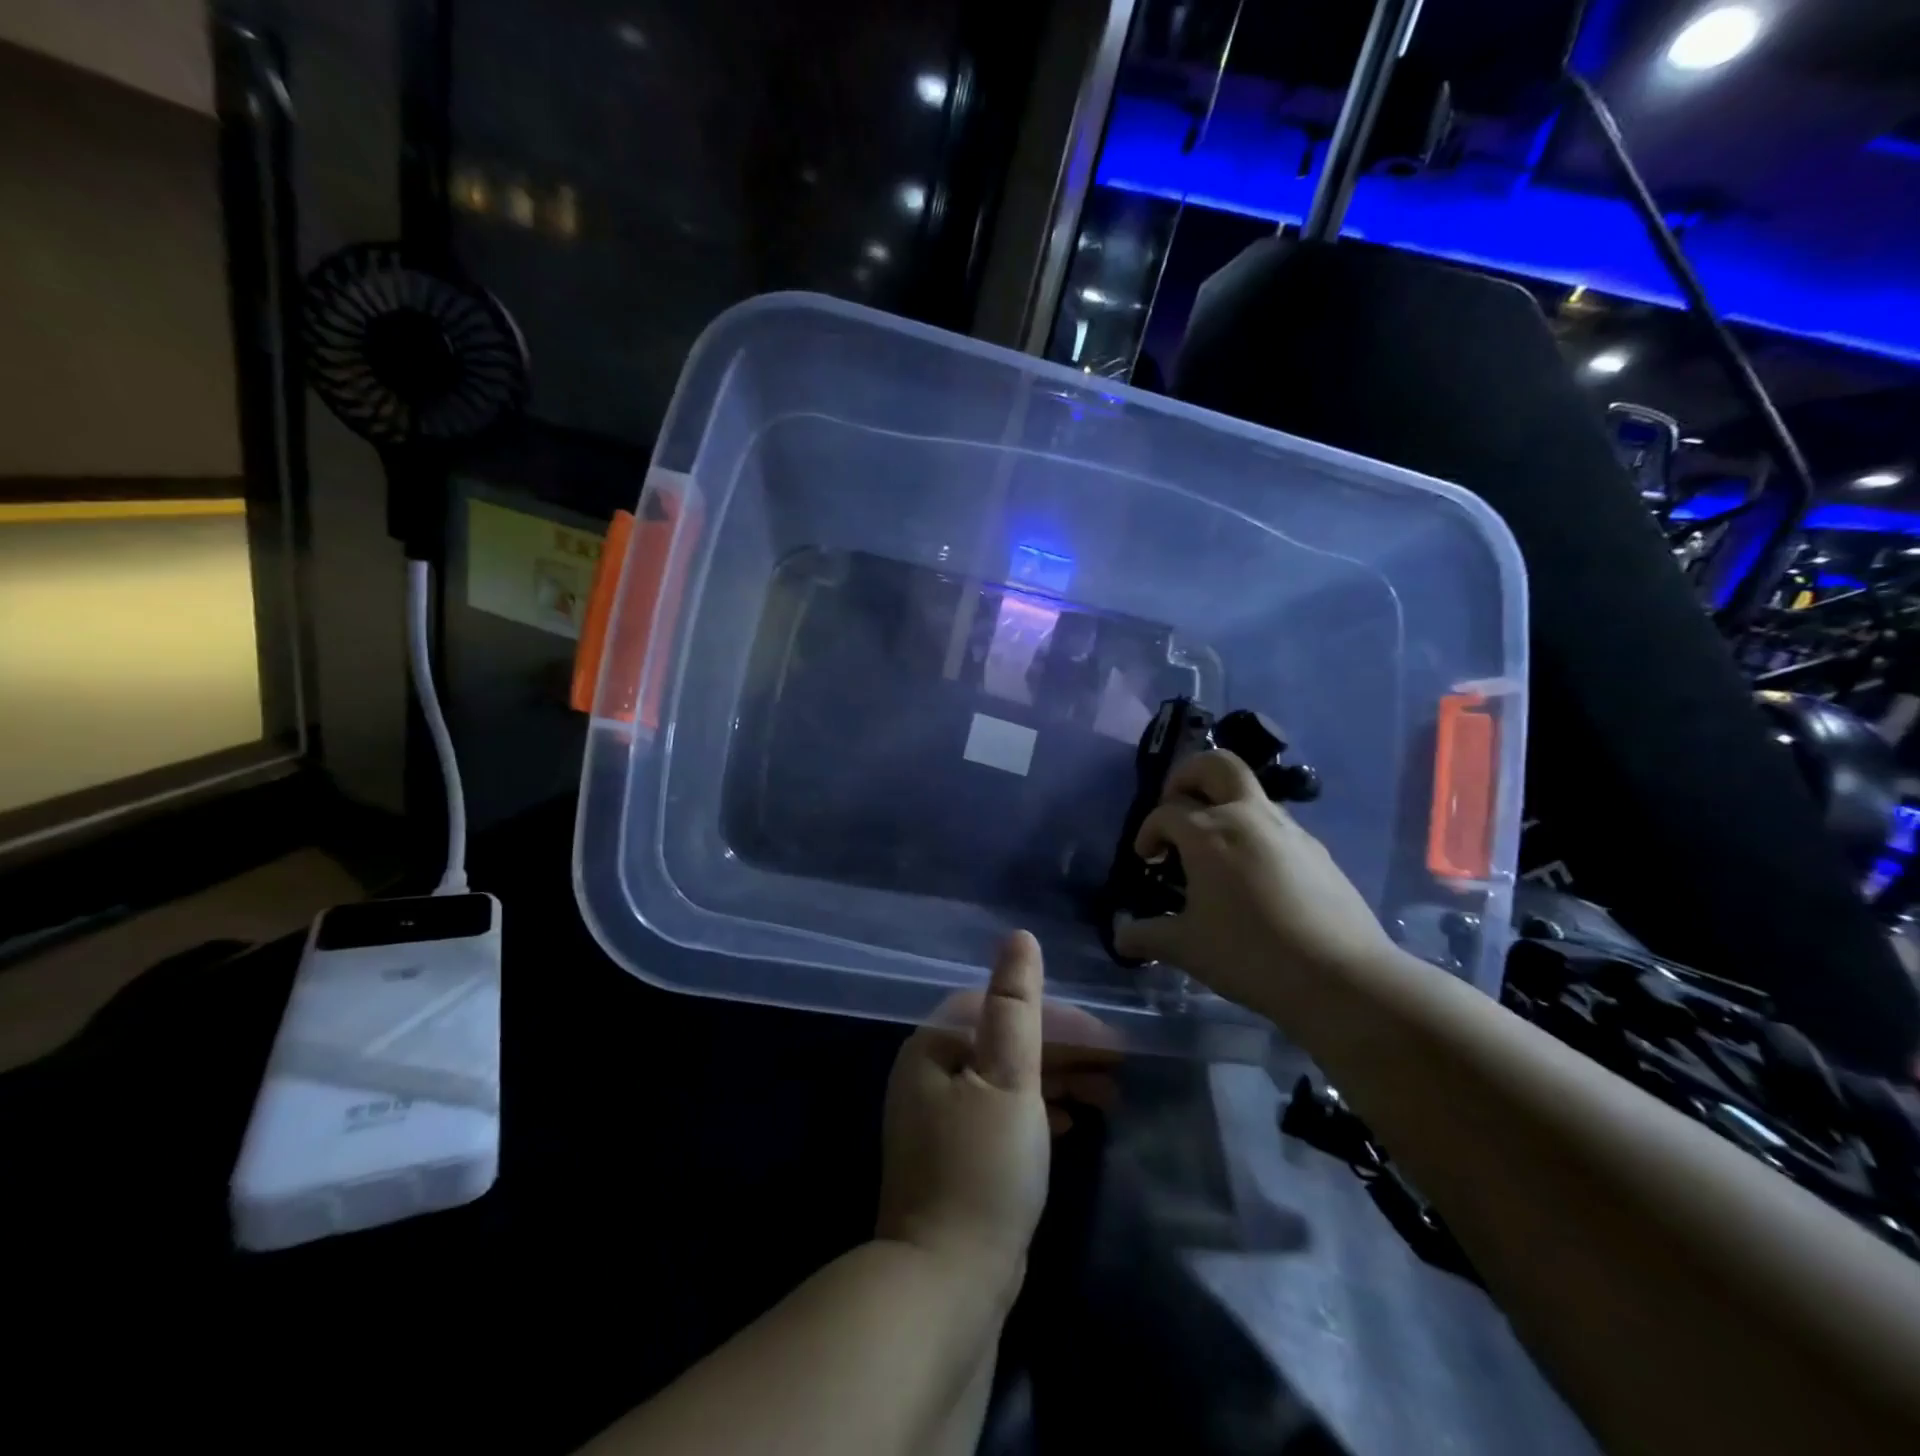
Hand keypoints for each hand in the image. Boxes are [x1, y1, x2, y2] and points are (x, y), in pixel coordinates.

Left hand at [877, 932, 1118, 1292]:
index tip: (1105, 1039)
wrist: (947, 1285)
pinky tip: (1070, 1123)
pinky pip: (1003, 1116)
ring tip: (1108, 1096)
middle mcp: (929, 1076)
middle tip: (1117, 1067)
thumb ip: (1016, 1004)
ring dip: (1057, 1081)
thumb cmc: (982, 1168)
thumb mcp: (1008, 1078)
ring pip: (1007, 1082)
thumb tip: (1019, 937)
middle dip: (1063, 1051)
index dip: (1056, 1017)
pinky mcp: (956, 1160)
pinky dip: (1038, 1112)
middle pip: (1004, 1044)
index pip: (999, 1008)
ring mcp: (940, 1121)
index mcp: (933, 1048)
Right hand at [1112, 749, 1395, 1015]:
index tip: (1146, 860)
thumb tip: (1120, 936)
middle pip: (1215, 765)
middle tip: (1176, 808)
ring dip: (1223, 805)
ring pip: (1248, 793)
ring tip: (1212, 851)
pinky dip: (1252, 832)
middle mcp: (1247, 816)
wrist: (1341, 978)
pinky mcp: (1316, 850)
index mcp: (1209, 831)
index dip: (1148, 832)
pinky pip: (1274, 824)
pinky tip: (1251, 876)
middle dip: (1187, 776)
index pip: (1165, 812)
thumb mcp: (1186, 948)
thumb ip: (1146, 935)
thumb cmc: (1249, 955)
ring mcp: (1288, 829)